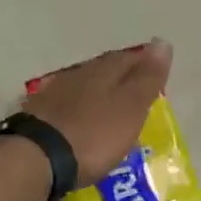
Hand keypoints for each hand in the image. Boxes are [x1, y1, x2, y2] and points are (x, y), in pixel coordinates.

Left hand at [26, 40, 172, 186]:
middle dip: (120, 77)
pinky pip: (65, 105)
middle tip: (135, 91)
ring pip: (83, 86)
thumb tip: (162, 42)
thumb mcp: (130, 106)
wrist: (38, 158)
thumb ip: (147, 77)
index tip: (156, 74)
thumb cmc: (94, 133)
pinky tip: (80, 121)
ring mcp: (54, 93)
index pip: (129, 58)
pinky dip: (78, 110)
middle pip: (104, 69)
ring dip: (97, 93)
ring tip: (110, 108)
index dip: (144, 64)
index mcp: (104, 70)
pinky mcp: (38, 115)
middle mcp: (78, 74)